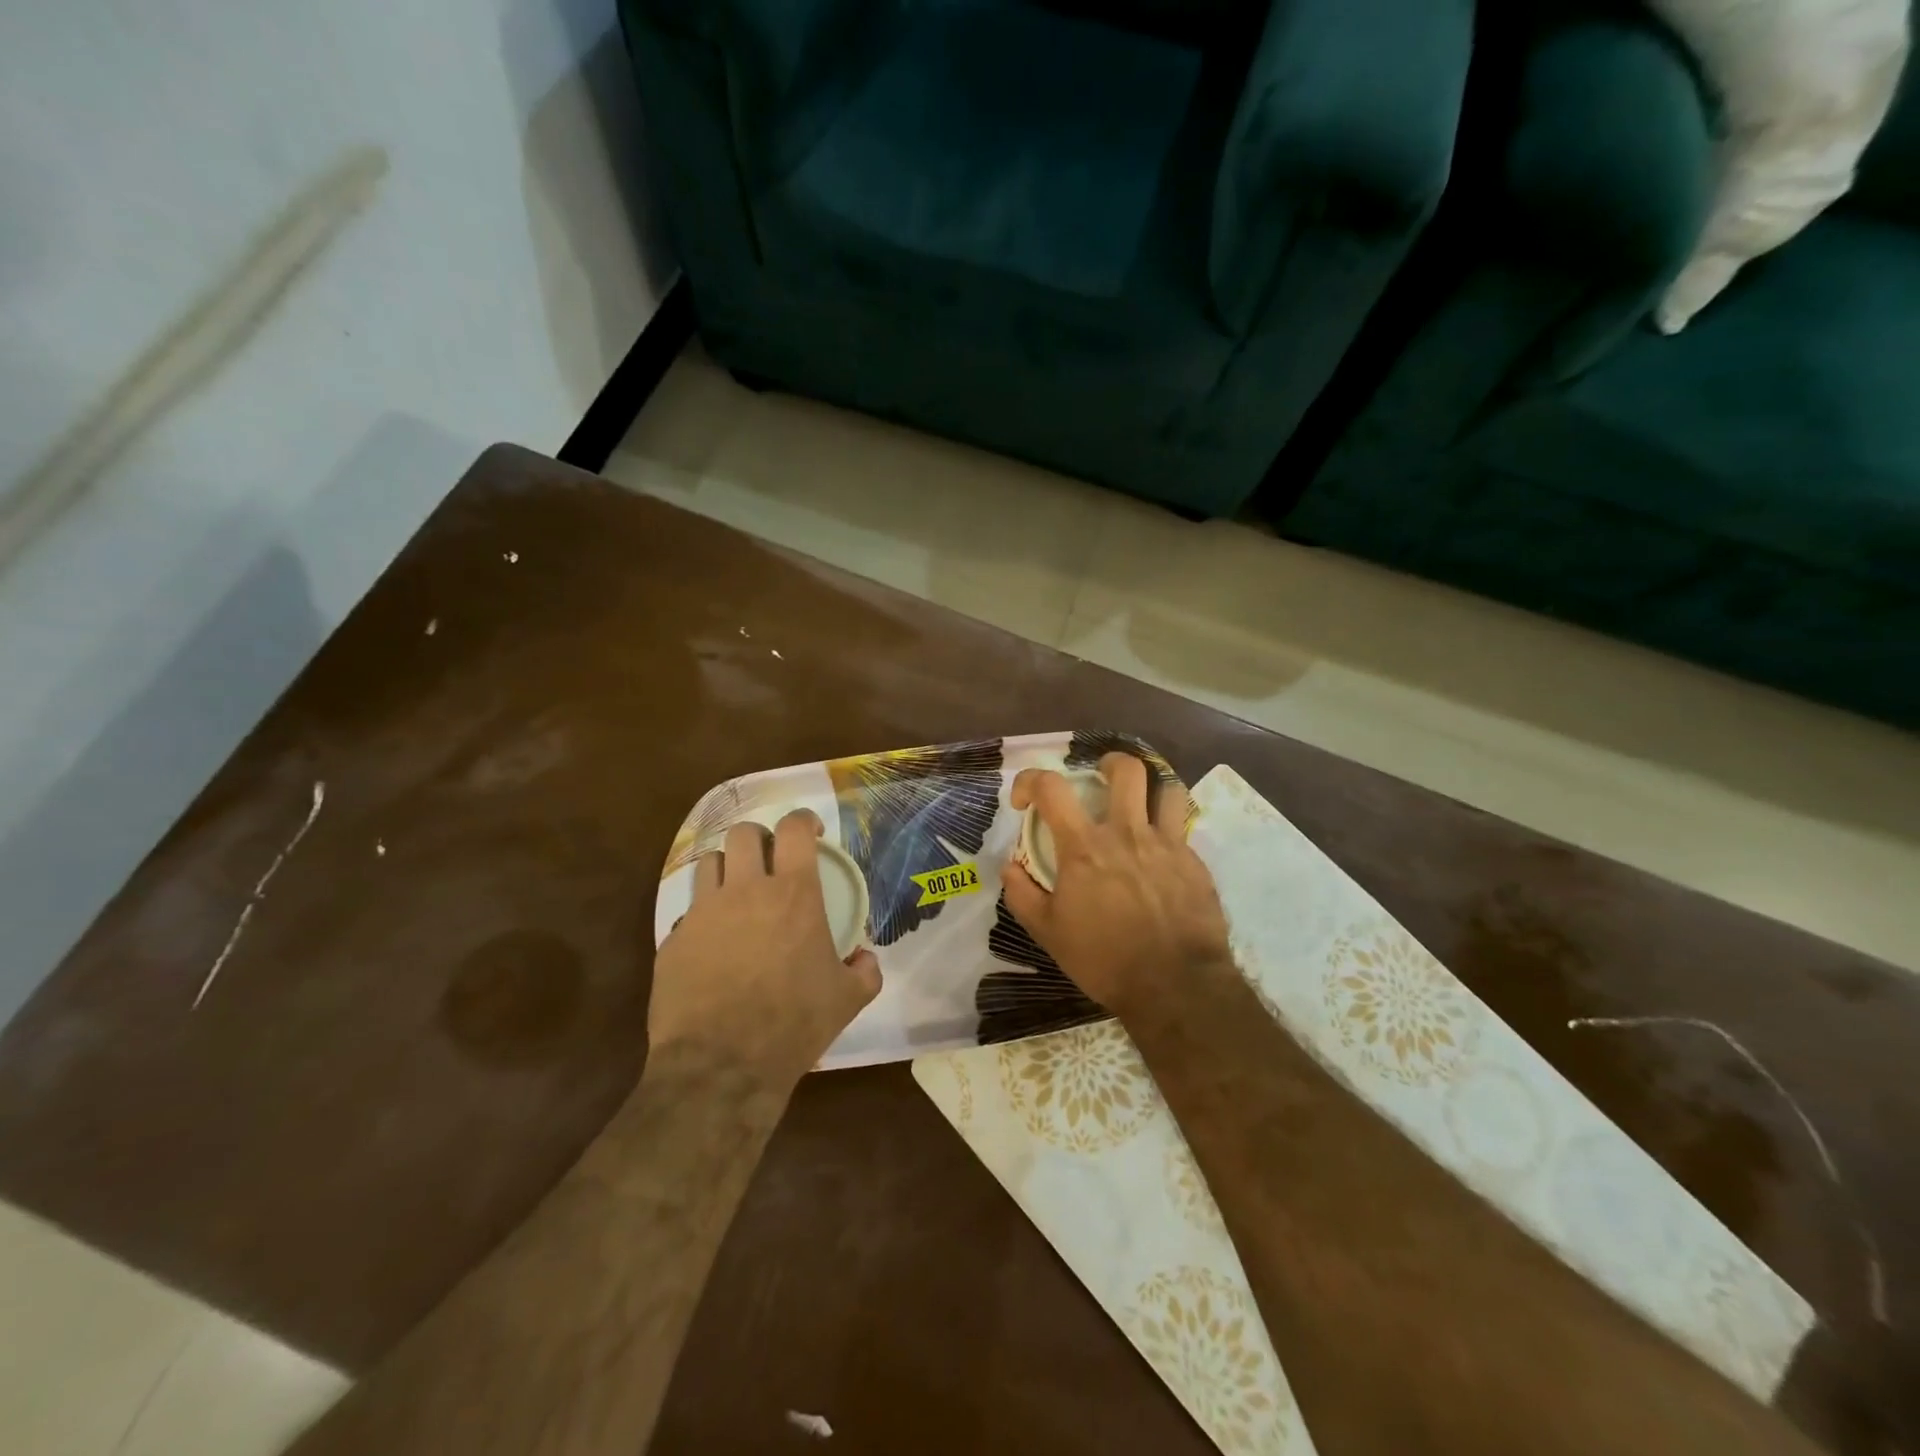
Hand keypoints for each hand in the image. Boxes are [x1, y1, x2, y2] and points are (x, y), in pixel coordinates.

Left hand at [650, 811, 881, 1090]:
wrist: (721, 1066)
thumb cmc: (793, 1024)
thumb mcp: (847, 1000)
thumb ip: (865, 971)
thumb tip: (865, 957)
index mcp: (792, 894)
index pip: (794, 828)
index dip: (804, 820)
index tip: (811, 831)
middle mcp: (745, 891)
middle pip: (744, 834)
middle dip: (759, 839)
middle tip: (771, 861)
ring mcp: (703, 914)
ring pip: (709, 863)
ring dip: (727, 870)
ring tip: (737, 894)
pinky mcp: (672, 941)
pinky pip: (688, 913)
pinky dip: (704, 918)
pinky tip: (713, 946)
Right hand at [1003, 753, 1232, 1019]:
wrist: (1174, 986)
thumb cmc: (1104, 959)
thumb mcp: (1048, 932)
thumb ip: (1022, 894)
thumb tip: (1009, 866)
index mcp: (1084, 847)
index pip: (1051, 787)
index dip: (1030, 781)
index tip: (1026, 802)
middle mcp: (1126, 833)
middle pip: (1125, 769)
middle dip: (1109, 763)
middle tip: (1100, 778)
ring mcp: (1166, 844)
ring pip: (1166, 788)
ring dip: (1151, 789)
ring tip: (1141, 804)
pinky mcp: (1195, 862)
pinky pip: (1182, 829)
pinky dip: (1168, 831)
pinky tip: (1162, 856)